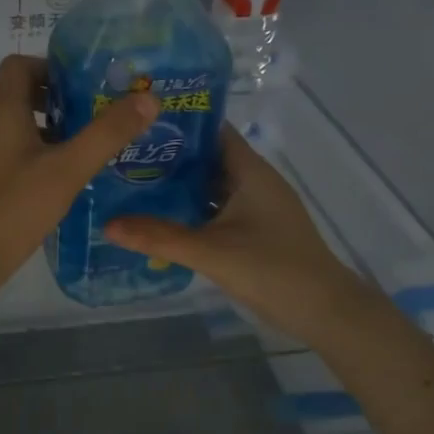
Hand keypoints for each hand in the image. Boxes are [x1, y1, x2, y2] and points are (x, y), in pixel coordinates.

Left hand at [0, 56, 158, 312]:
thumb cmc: (11, 208)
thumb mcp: (66, 170)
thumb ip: (107, 134)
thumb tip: (148, 97)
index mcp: (1, 109)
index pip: (20, 64)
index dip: (53, 67)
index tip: (88, 85)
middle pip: (20, 92)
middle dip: (58, 98)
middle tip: (97, 114)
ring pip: (16, 123)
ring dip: (50, 126)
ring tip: (88, 144)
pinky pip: (11, 149)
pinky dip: (37, 151)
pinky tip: (63, 177)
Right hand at [105, 125, 377, 348]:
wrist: (326, 312)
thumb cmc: (273, 270)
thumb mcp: (211, 252)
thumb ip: (159, 237)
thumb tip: (107, 224)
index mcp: (250, 171)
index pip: (212, 130)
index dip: (179, 123)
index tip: (138, 121)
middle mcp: (254, 181)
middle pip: (207, 157)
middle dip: (169, 156)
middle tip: (124, 154)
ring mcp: (257, 206)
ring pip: (211, 185)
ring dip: (179, 185)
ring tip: (133, 181)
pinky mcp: (256, 229)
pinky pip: (217, 209)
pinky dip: (192, 209)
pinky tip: (162, 218)